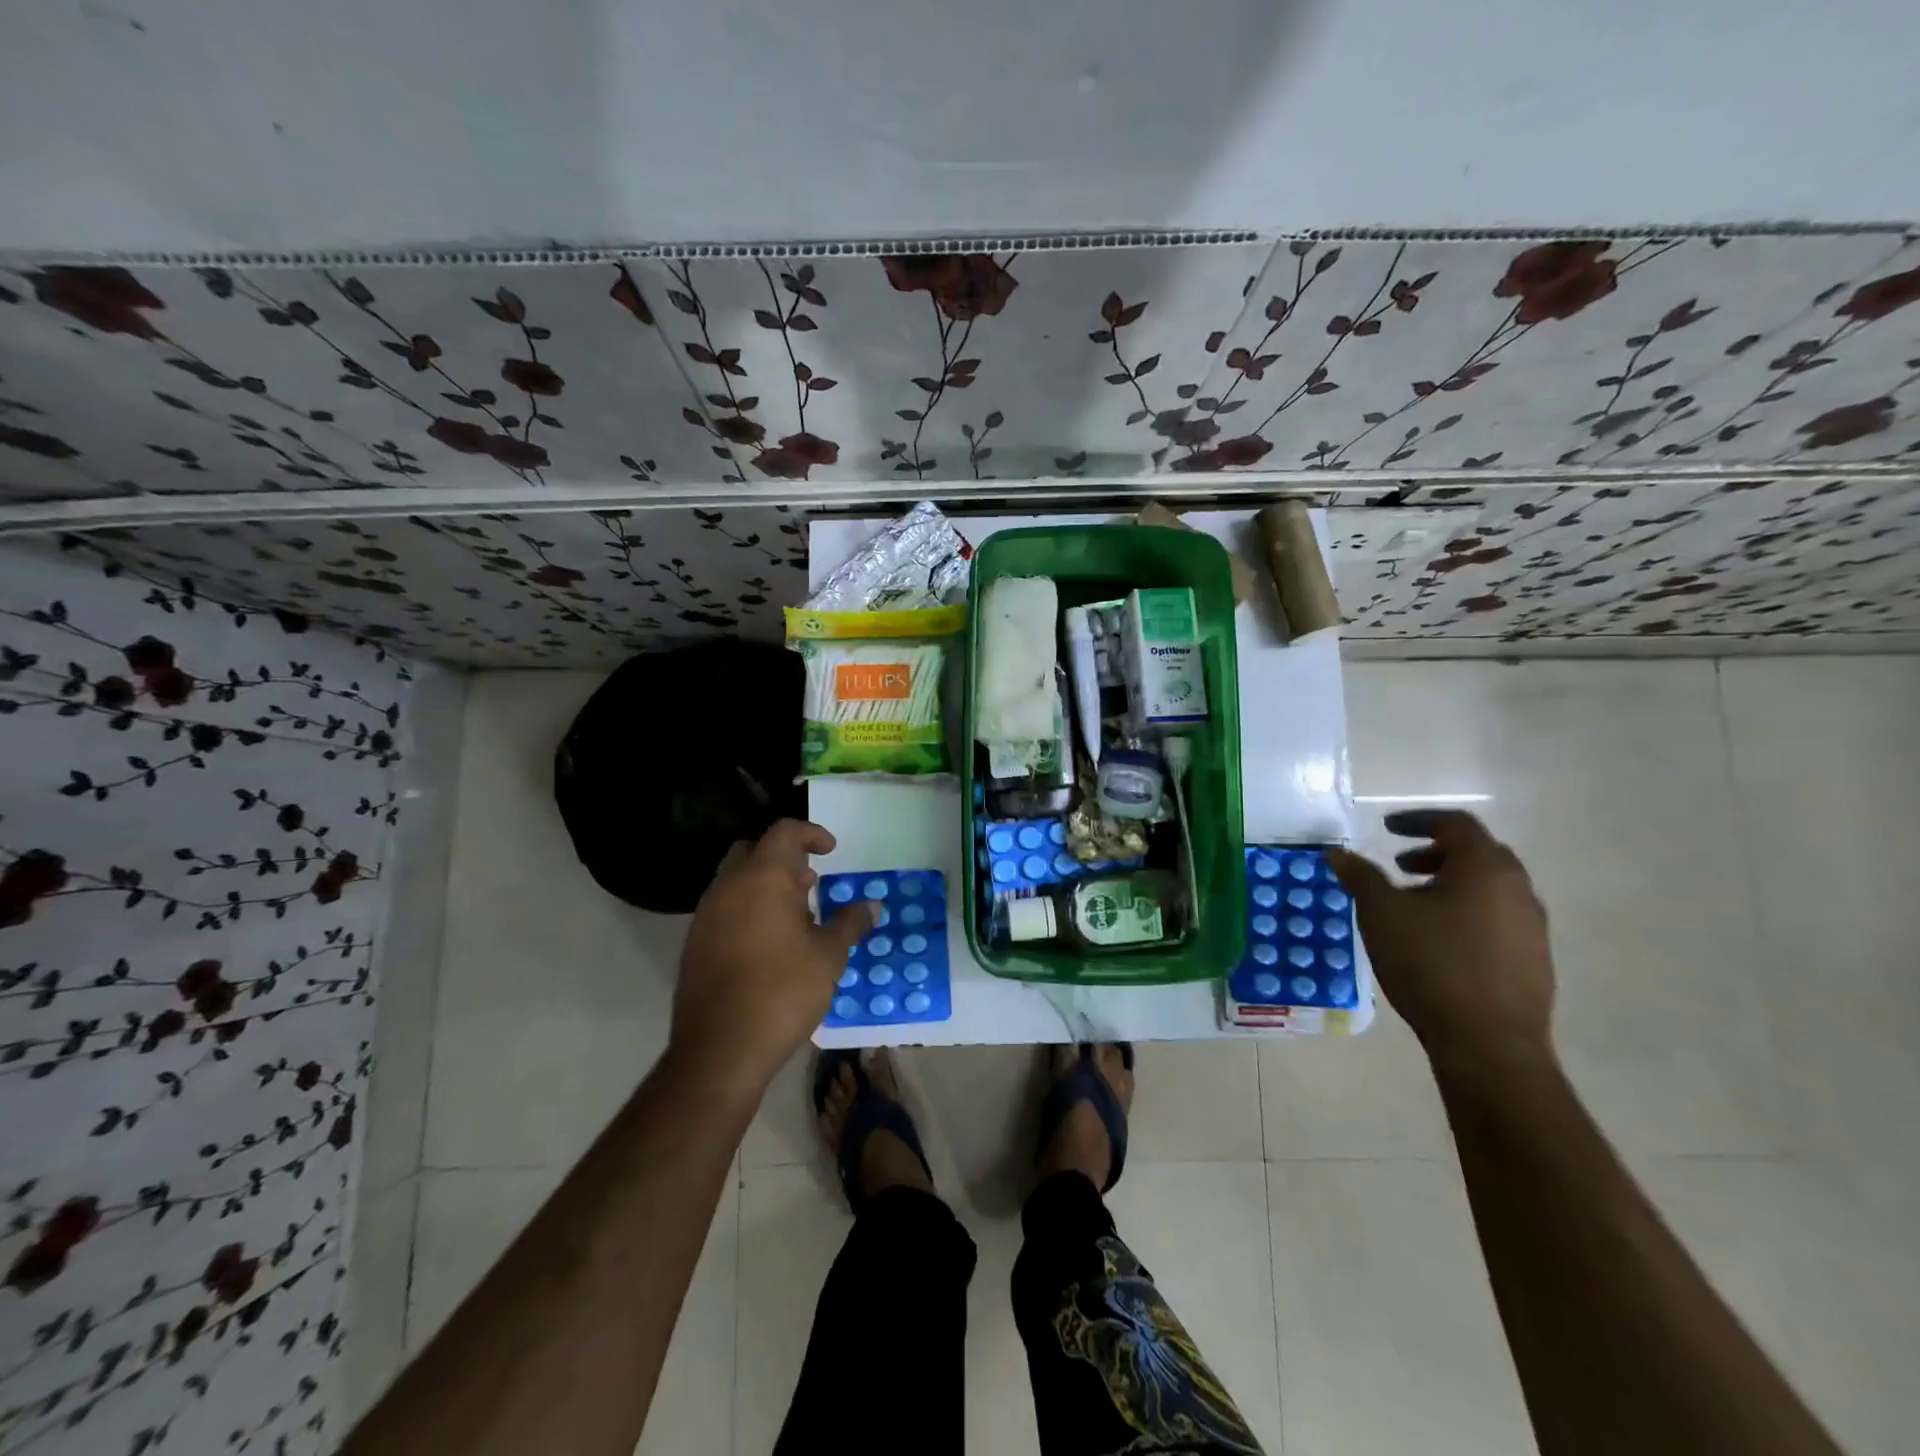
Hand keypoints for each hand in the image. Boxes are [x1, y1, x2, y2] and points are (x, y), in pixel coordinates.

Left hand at [671, 819, 876, 1095]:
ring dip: (764, 884)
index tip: (831, 851)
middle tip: (810, 882)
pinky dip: (747, 908)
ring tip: (795, 915)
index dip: (811, 834)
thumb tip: (871, 905)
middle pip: (753, 850)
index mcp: (762, 878)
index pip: (784, 832)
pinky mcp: (695, 943)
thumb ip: (850, 923)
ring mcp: (706, 915)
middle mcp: (728, 886)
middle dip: (783, 858)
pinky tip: (769, 942)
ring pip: (735, 880)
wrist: (720, 1049)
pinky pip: (724, 908)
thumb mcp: (829, 955)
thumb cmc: (783, 990)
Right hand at [1329, 810, 1554, 1073]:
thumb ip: (1360, 876)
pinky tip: (1438, 939)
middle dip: (1434, 852)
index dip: (1418, 820)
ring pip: (1489, 888)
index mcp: (1485, 868)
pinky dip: (1466, 910)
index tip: (1386, 828)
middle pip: (1477, 853)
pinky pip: (1497, 917)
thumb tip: (1336, 852)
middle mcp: (1518, 889)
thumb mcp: (1381, 914)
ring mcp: (1532, 926)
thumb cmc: (1431, 965)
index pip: (1455, 824)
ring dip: (1450, 883)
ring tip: (1413, 904)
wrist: (1488, 1044)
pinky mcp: (1534, 959)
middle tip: (1399, 864)